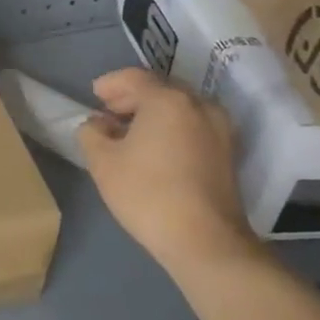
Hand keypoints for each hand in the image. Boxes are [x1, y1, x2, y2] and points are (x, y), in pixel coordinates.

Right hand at [76, 67, 257, 276]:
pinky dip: (173, 127)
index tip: (94, 95)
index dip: (111, 83)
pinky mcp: (229, 153)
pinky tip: (156, 148)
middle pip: (160, 89)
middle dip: (133, 96)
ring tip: (131, 132)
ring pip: (180, 108)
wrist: (206, 242)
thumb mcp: (102, 161)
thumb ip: (91, 132)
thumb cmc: (148, 194)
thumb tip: (98, 124)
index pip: (134, 78)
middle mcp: (198, 105)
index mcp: (167, 99)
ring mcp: (219, 129)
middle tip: (110, 111)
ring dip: (154, 113)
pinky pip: (194, 126)